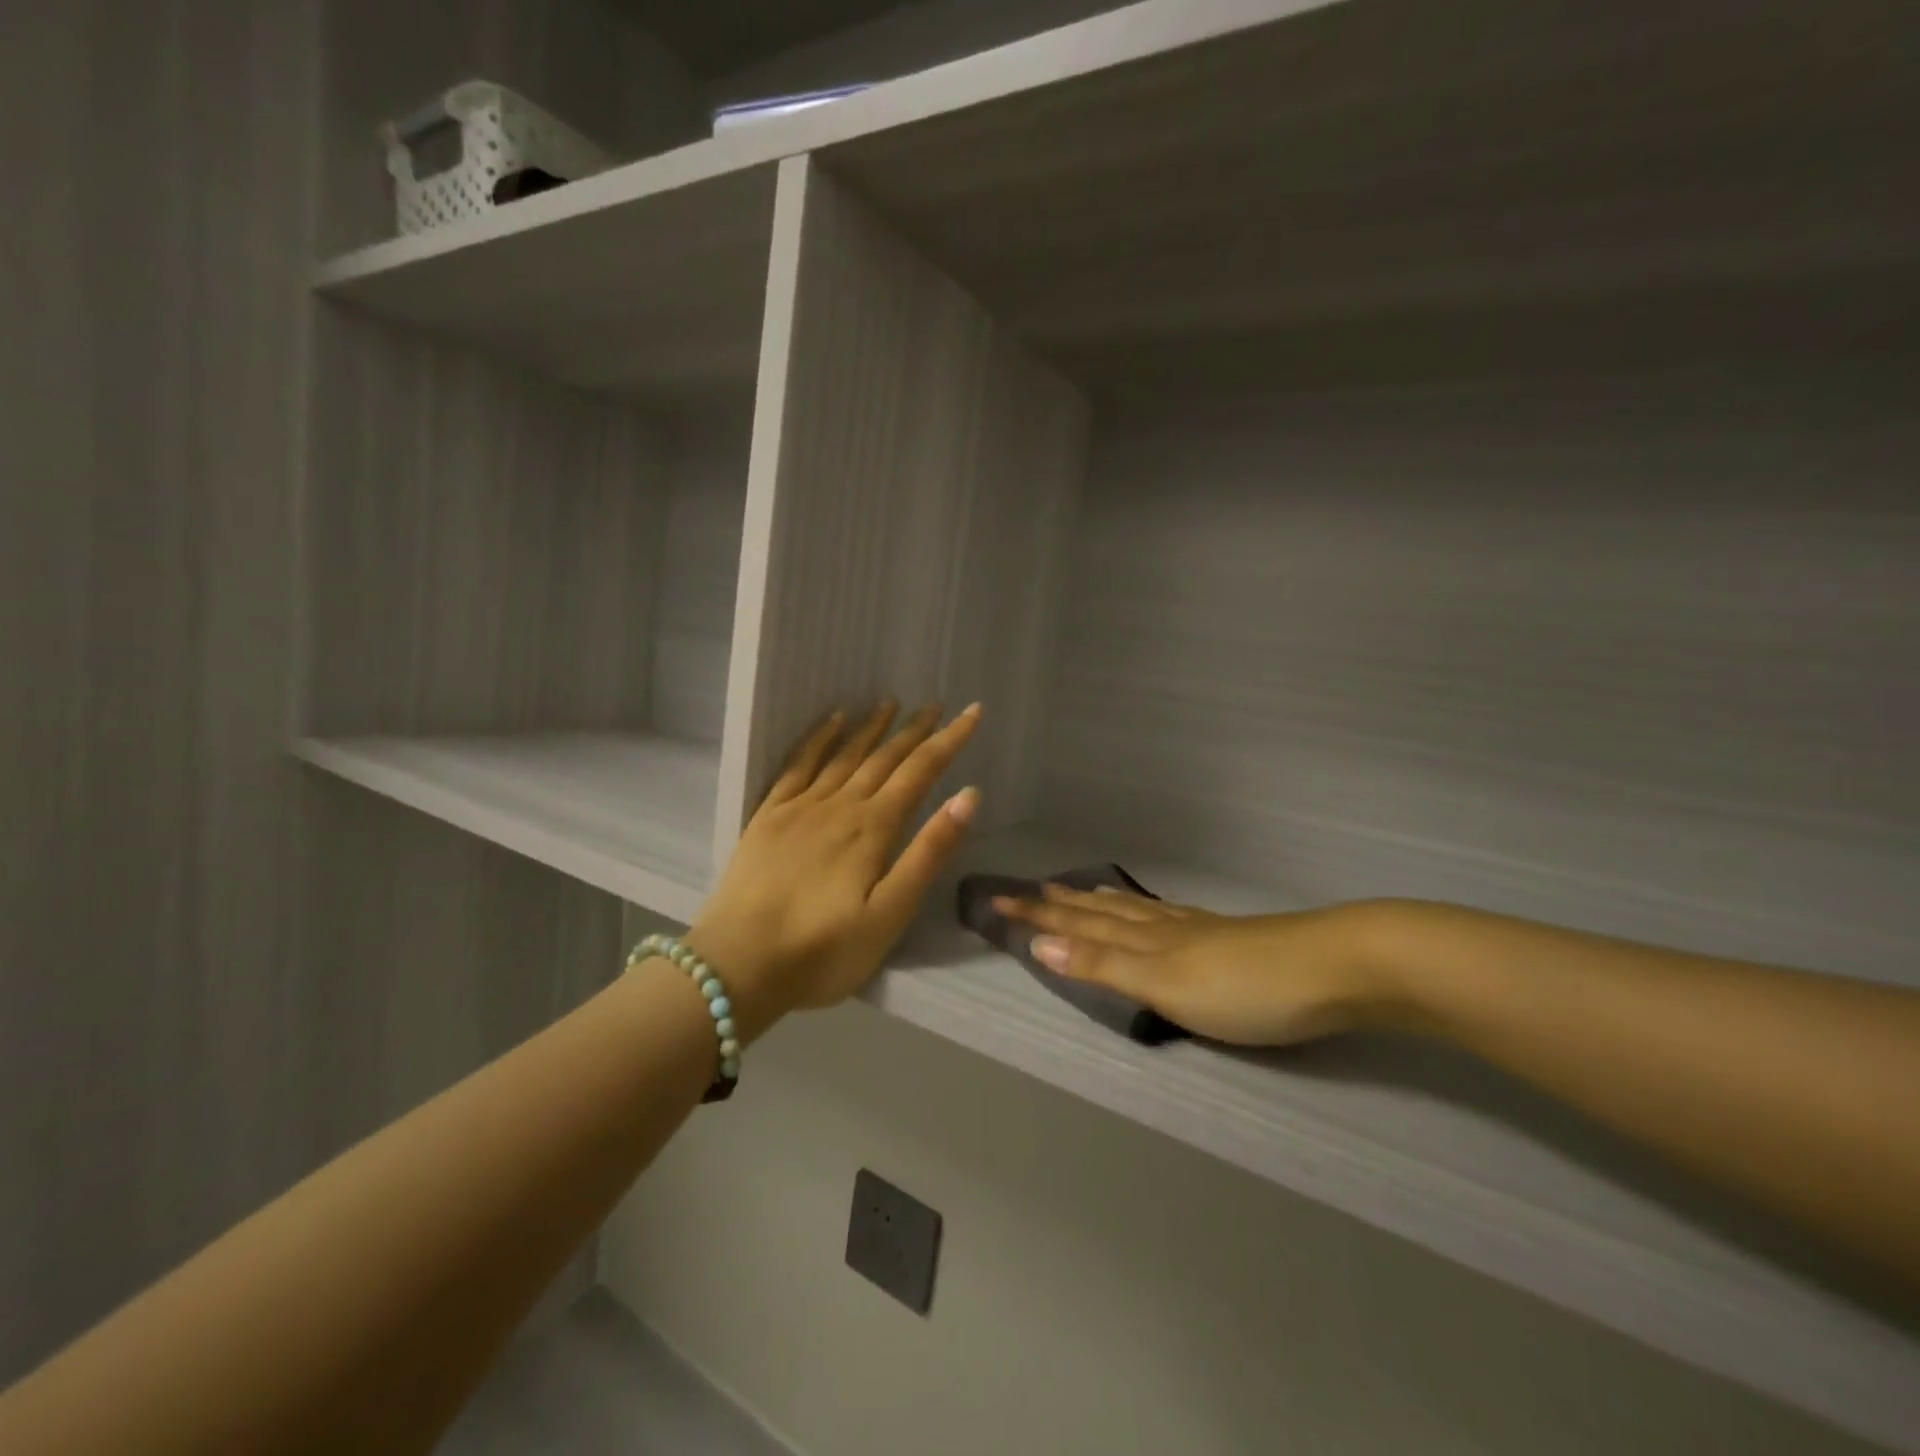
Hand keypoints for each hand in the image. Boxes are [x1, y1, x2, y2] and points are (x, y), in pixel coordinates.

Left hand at [687, 702, 982, 1040]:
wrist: (739, 965)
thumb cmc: (824, 950)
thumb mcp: (890, 915)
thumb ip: (929, 853)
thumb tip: (968, 796)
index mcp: (873, 828)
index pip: (920, 772)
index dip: (949, 740)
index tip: (971, 712)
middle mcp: (840, 805)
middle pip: (884, 758)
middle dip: (914, 730)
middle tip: (935, 705)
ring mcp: (800, 807)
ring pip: (844, 755)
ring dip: (870, 727)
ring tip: (889, 702)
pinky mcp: (769, 817)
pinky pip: (798, 765)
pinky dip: (818, 739)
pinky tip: (831, 723)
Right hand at [995, 885, 1391, 1046]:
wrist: (1337, 967)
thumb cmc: (1245, 986)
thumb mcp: (1165, 982)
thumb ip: (1103, 964)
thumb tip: (1039, 941)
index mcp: (1145, 939)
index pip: (1077, 923)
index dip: (1037, 914)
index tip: (997, 899)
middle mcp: (1164, 927)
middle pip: (1101, 912)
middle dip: (1060, 904)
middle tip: (1027, 888)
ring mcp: (1198, 929)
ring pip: (1133, 911)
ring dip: (1098, 903)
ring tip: (1078, 890)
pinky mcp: (1227, 937)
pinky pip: (1166, 916)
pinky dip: (1143, 911)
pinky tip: (1153, 912)